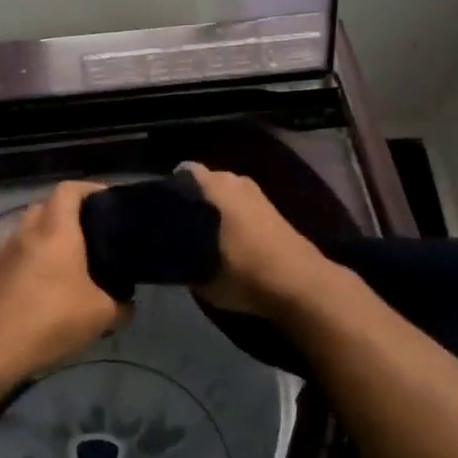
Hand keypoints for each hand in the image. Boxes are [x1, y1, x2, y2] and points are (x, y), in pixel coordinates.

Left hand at [0, 181, 127, 386]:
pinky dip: (28, 263)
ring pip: (26, 233)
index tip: (109, 200)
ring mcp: (1, 254)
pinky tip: (41, 289)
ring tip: (67, 264)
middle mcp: (25, 232)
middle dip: (68, 215)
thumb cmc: (49, 320)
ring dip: (44, 240)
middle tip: (91, 235)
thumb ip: (120, 306)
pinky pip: (13, 258)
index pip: (70, 189)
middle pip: (45, 207)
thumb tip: (126, 305)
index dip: (90, 189)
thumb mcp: (100, 316)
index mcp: (55, 230)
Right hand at [179, 162, 343, 318]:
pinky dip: (231, 218)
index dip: (168, 191)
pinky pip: (240, 206)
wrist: (299, 284)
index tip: (158, 213)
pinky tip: (226, 241)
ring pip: (223, 195)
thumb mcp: (197, 273)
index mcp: (213, 185)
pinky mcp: (272, 209)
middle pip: (203, 183)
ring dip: (213, 210)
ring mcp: (257, 193)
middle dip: (191, 200)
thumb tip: (167, 248)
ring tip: (200, 236)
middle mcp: (234, 179)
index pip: (181, 173)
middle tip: (176, 228)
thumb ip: (178, 254)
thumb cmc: (242, 272)